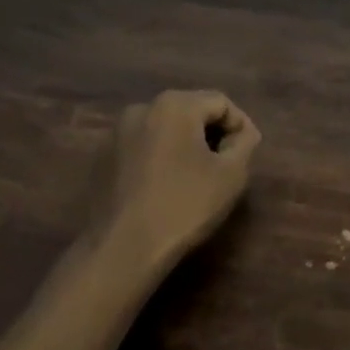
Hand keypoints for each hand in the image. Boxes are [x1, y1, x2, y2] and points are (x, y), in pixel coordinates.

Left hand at [93, 89, 262, 267]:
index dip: (240, 126)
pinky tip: (165, 186)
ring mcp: (117, 132)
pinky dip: (159, 158)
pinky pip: (142, 146)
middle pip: (190, 110)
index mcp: (175, 104)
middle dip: (211, 133)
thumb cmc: (184, 206)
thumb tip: (242, 132)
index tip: (246, 155)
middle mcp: (142, 108)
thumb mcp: (231, 175)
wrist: (122, 247)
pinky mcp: (103, 156)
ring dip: (184, 145)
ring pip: (164, 128)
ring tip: (196, 177)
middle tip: (225, 166)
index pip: (221, 102)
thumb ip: (244, 143)